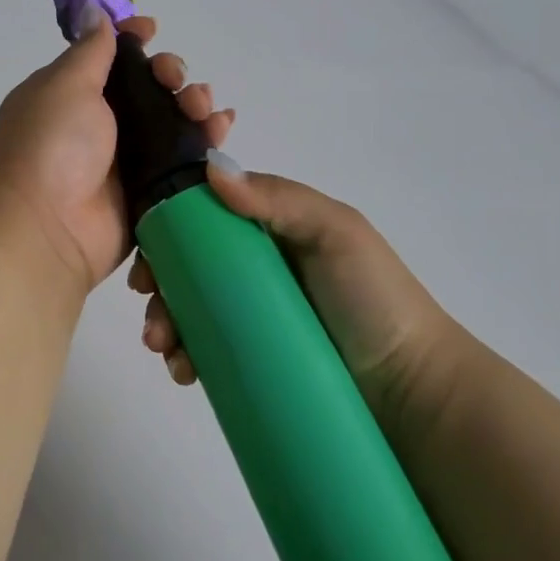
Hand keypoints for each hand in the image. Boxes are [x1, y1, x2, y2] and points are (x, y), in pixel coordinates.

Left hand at [0, 9, 235, 294]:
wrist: (46, 230)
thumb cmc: (50, 146)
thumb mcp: (65, 86)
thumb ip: (90, 51)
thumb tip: (96, 12)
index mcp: (71, 93)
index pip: (108, 57)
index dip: (132, 40)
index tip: (152, 29)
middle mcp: (99, 123)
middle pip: (148, 85)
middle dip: (170, 72)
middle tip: (174, 80)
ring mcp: (125, 157)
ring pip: (171, 119)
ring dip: (193, 102)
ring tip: (203, 108)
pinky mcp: (150, 188)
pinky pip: (184, 156)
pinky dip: (206, 139)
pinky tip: (222, 126)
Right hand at [131, 160, 472, 437]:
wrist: (412, 391)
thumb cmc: (374, 298)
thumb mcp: (336, 233)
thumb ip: (279, 199)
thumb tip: (210, 168)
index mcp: (273, 229)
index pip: (208, 216)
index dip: (171, 226)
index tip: (147, 249)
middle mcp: (258, 268)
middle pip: (190, 265)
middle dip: (159, 281)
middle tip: (151, 307)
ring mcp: (253, 317)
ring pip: (191, 309)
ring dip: (164, 321)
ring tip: (164, 347)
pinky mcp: (253, 360)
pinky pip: (206, 351)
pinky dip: (184, 356)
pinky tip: (181, 370)